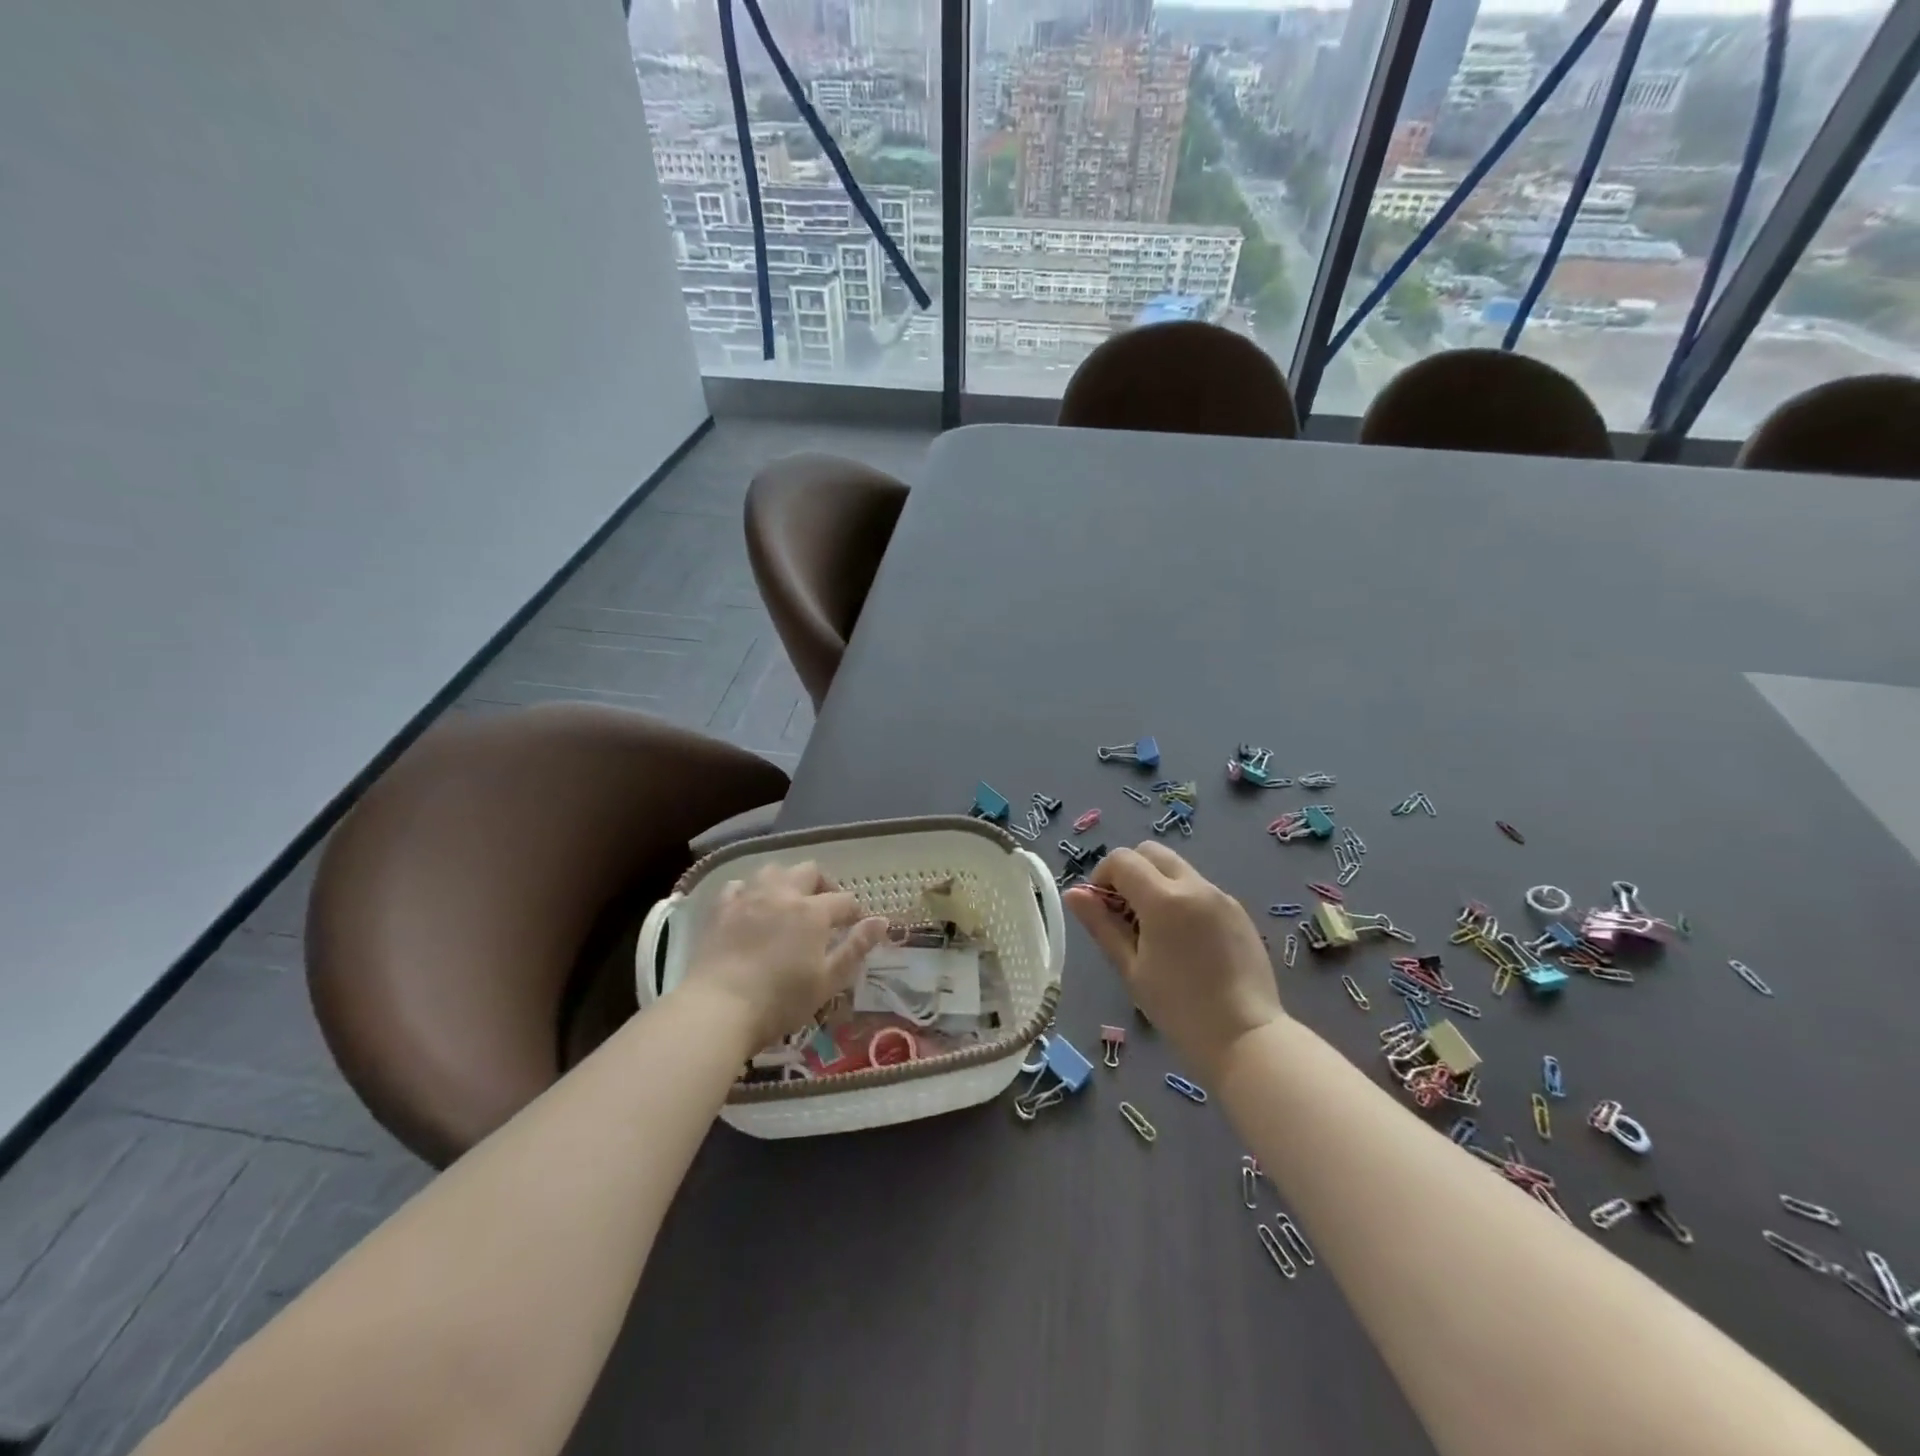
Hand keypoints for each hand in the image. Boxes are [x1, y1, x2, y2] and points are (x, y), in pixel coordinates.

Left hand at [680, 863, 888, 1051]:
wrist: (718, 1008)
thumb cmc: (780, 1000)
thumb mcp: (828, 981)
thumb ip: (856, 948)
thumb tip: (881, 921)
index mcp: (813, 911)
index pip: (844, 900)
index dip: (854, 912)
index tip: (855, 926)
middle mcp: (783, 894)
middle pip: (809, 871)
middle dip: (823, 885)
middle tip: (825, 908)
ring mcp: (749, 898)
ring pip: (773, 870)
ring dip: (786, 880)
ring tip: (789, 902)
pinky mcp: (721, 909)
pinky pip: (739, 886)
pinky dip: (750, 891)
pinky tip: (751, 907)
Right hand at [1065, 844, 1284, 1077]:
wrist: (1247, 1038)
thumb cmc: (1179, 1008)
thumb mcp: (1131, 968)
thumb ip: (1101, 924)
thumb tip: (1074, 893)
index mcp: (1164, 899)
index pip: (1122, 859)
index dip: (1102, 876)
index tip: (1101, 908)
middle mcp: (1195, 886)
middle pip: (1151, 852)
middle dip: (1130, 871)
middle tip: (1124, 912)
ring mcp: (1221, 896)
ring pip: (1177, 868)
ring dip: (1156, 883)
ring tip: (1154, 930)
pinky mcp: (1238, 910)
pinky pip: (1200, 888)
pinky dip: (1181, 898)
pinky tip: (1185, 941)